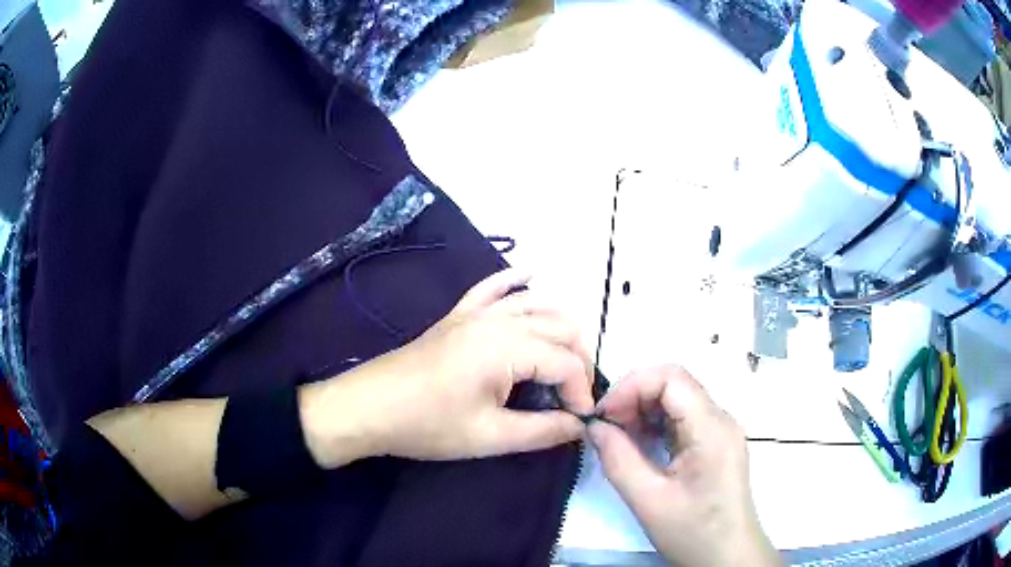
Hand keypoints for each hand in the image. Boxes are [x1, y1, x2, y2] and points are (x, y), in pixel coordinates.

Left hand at [301, 269, 594, 466]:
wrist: (368, 407)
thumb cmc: (427, 424)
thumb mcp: (489, 436)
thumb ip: (543, 431)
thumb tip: (580, 427)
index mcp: (508, 346)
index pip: (567, 363)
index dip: (582, 392)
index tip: (579, 421)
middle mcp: (498, 319)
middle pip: (561, 326)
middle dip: (578, 361)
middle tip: (573, 398)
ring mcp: (476, 312)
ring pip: (536, 304)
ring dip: (561, 327)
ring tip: (566, 362)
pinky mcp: (458, 314)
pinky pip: (493, 287)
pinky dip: (517, 280)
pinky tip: (533, 275)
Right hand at [588, 366, 779, 566]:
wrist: (728, 556)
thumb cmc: (693, 532)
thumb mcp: (648, 501)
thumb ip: (618, 460)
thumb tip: (594, 427)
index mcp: (711, 429)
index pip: (671, 378)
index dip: (631, 386)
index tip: (603, 415)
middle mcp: (721, 419)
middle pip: (674, 384)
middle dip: (634, 397)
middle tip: (606, 428)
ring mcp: (720, 430)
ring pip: (677, 399)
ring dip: (643, 410)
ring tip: (619, 439)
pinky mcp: (716, 443)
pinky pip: (683, 419)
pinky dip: (655, 425)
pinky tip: (639, 447)